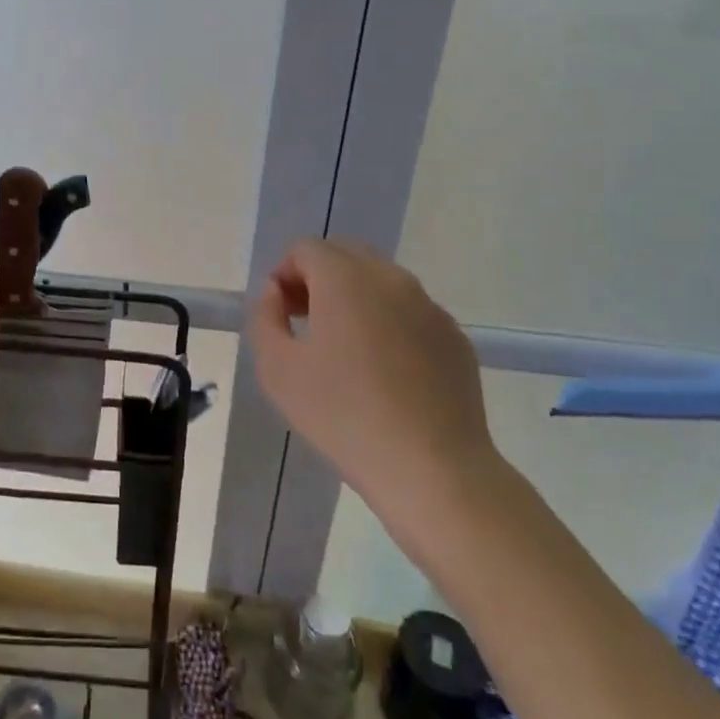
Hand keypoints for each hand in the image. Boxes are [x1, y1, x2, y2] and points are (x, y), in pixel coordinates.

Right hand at [249, 239, 501, 553]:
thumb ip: (265, 317)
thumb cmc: (343, 415)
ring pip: (381, 281)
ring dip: (354, 298)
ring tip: (344, 351)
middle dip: (318, 278)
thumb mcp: (277, 369)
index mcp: (346, 279)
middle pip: (346, 255)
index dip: (284, 274)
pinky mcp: (454, 338)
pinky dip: (388, 323)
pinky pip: (410, 312)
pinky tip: (384, 373)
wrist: (432, 469)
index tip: (281, 314)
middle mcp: (391, 279)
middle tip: (306, 323)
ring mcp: (429, 307)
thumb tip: (277, 293)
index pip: (306, 249)